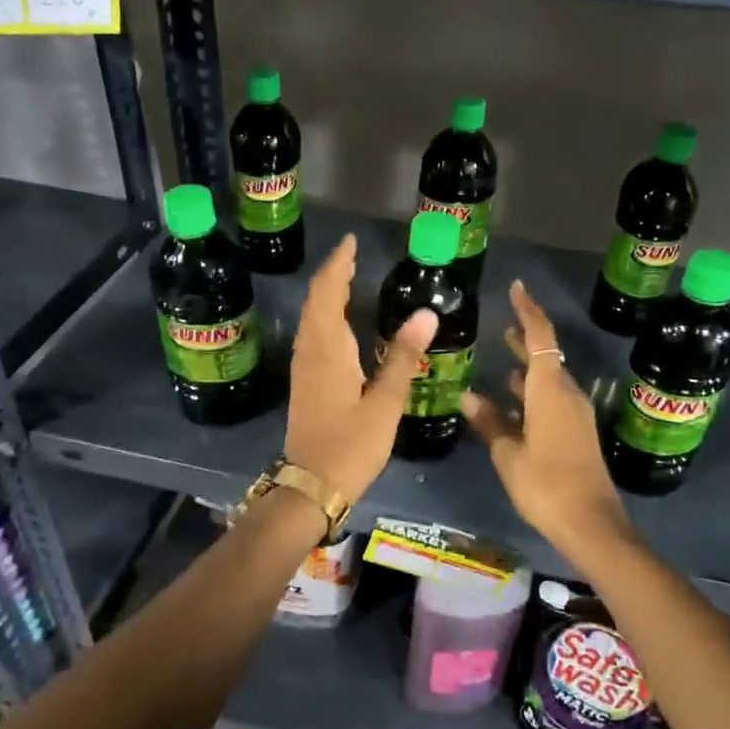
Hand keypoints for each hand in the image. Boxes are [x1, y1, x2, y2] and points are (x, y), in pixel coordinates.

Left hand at [283, 235, 438, 504]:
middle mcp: (310, 351)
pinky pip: (312, 334)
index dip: (338, 265)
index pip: (329, 293)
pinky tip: (338, 322)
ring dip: (327, 294)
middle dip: (333, 274)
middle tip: (353, 255)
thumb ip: (403, 357)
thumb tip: (426, 313)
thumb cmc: (351, 445)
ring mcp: (303, 367)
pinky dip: (324, 315)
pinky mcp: (304, 382)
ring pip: (311, 318)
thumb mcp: (384, 402)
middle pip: (316, 301)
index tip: (351, 242)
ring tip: (347, 278)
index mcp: (327, 349)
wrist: (311, 486)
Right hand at [460, 281, 634, 560]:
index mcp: (550, 391)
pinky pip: (553, 400)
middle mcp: (567, 395)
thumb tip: (468, 395)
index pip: (541, 337)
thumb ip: (489, 421)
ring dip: (530, 367)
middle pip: (547, 356)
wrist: (591, 524)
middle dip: (526, 339)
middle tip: (503, 325)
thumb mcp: (508, 454)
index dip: (528, 311)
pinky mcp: (577, 433)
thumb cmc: (545, 485)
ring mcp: (575, 415)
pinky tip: (514, 402)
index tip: (516, 288)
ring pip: (550, 379)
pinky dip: (534, 393)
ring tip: (506, 358)